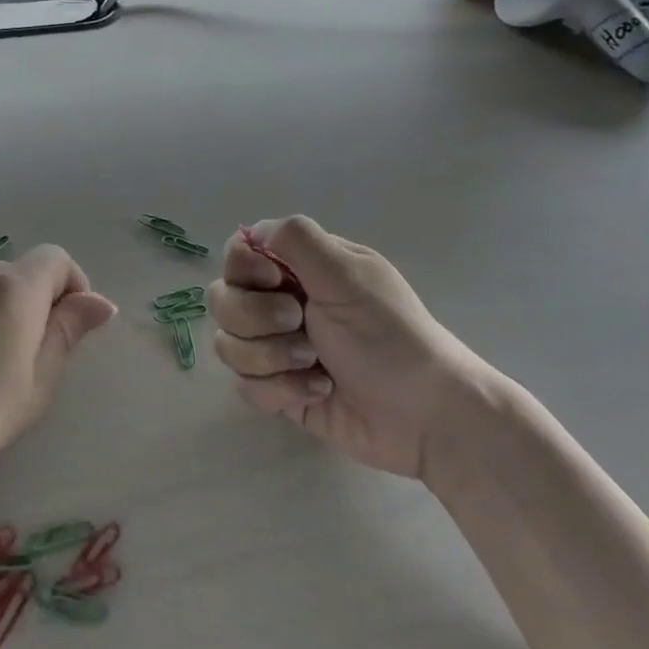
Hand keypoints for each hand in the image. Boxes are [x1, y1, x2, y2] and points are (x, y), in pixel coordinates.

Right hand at [208, 217, 499, 481]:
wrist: (425, 417)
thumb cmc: (389, 337)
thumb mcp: (348, 275)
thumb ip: (296, 239)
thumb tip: (252, 231)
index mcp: (301, 268)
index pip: (239, 253)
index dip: (246, 269)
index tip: (278, 282)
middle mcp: (282, 302)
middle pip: (224, 299)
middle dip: (256, 319)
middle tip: (300, 324)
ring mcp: (277, 348)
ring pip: (228, 344)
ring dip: (272, 357)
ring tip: (315, 366)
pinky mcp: (279, 390)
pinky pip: (247, 386)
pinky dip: (282, 390)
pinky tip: (320, 392)